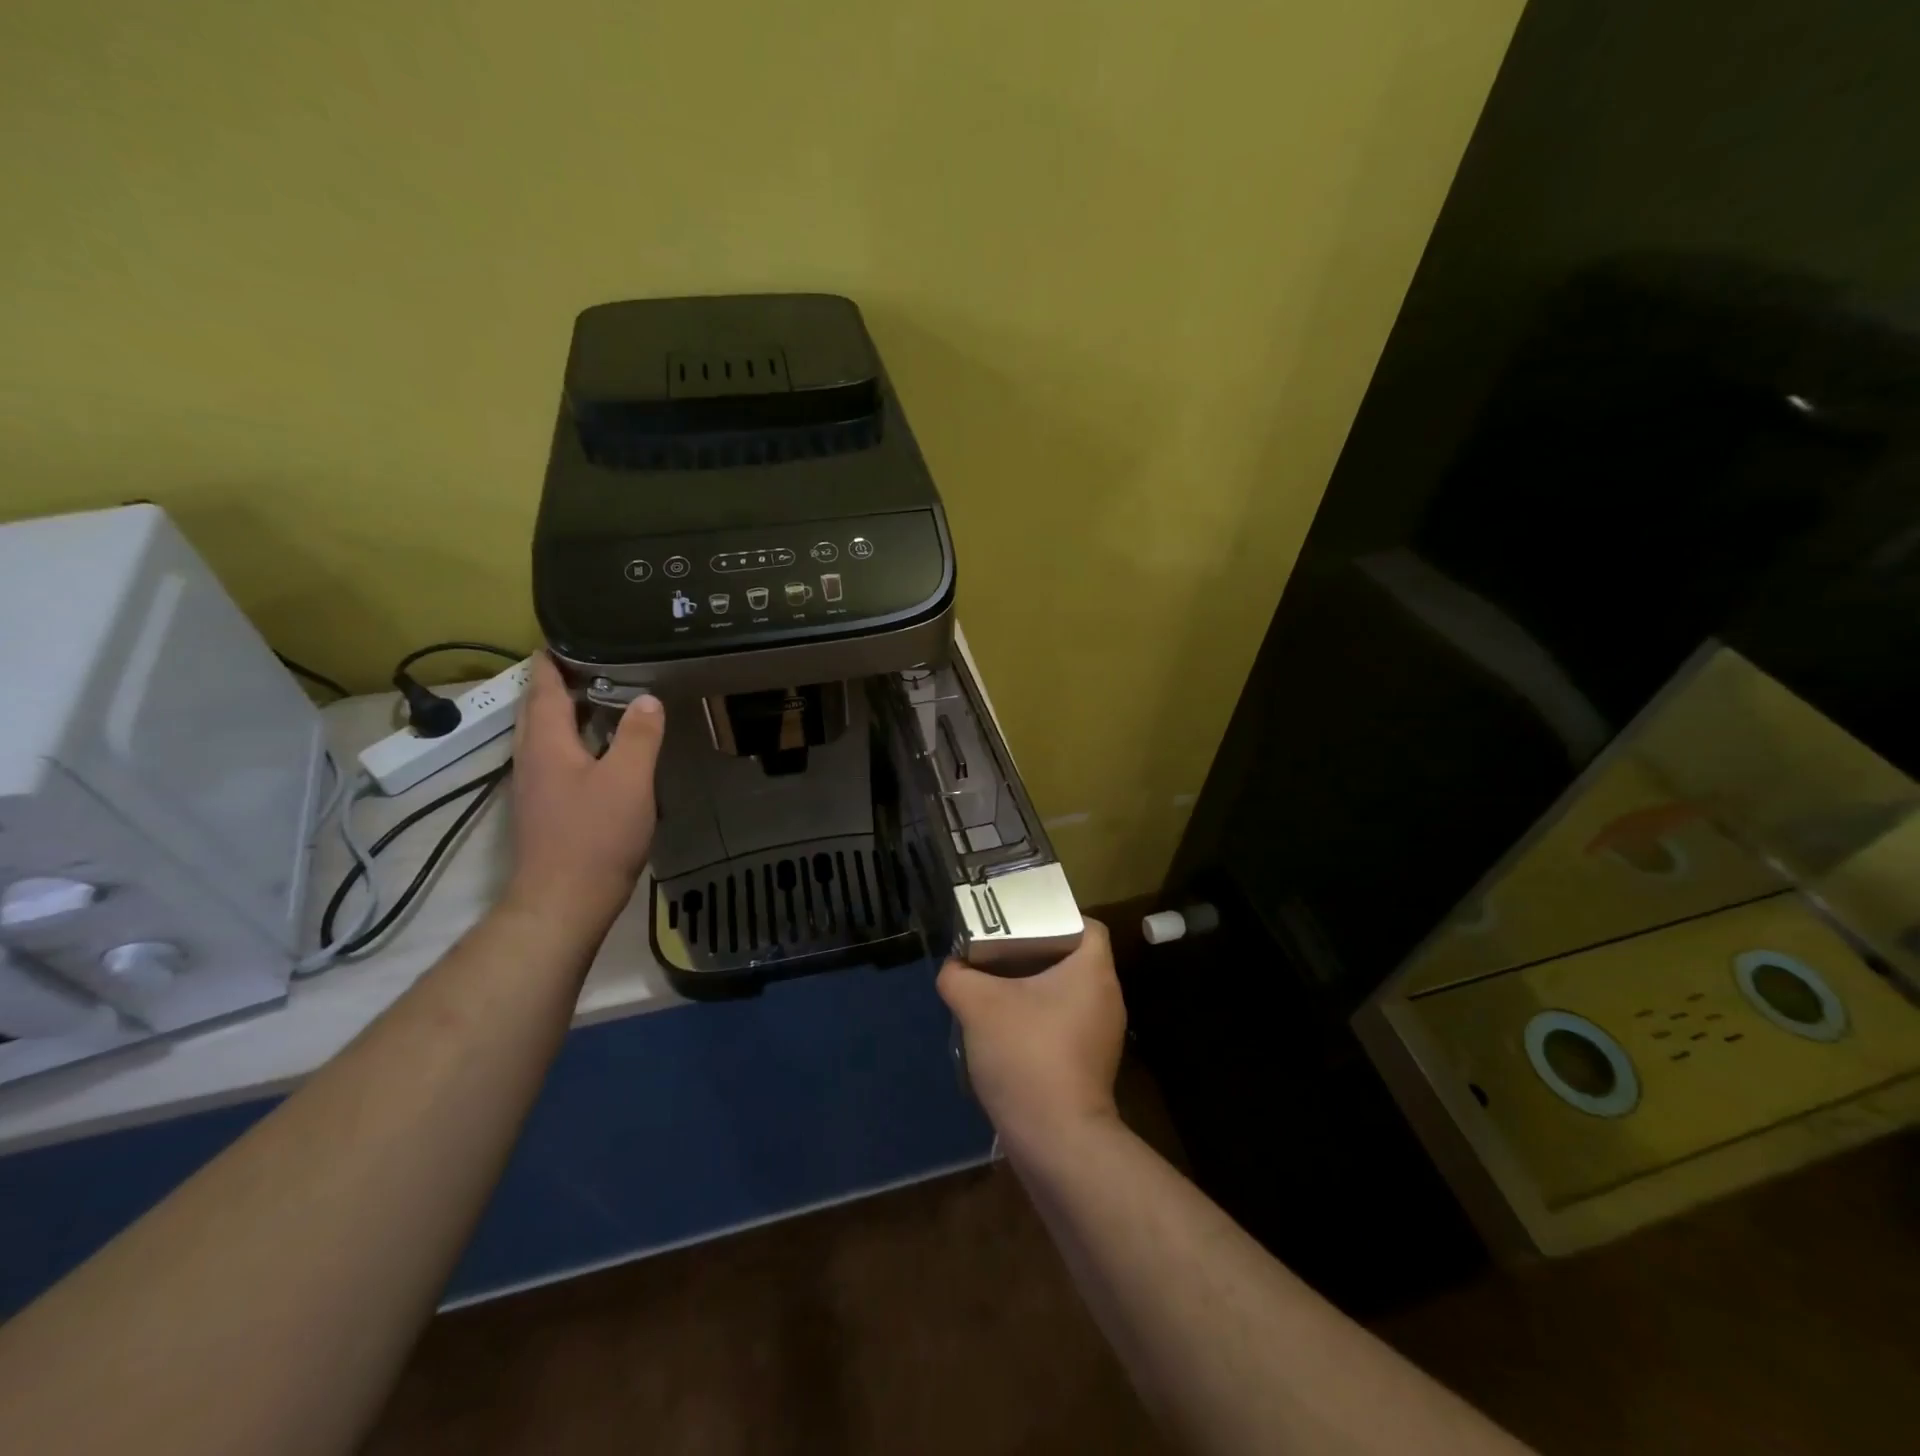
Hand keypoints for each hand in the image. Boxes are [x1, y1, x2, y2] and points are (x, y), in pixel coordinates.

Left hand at [505, 655, 665, 926]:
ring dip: (565, 712)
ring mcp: (534, 785)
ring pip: (544, 735)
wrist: (563, 901)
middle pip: (538, 709)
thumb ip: (638, 736)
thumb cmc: (596, 836)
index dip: (552, 660)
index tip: (565, 636)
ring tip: (599, 697)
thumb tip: (647, 699)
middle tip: (592, 662)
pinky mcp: (544, 808)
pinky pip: (554, 758)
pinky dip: (572, 740)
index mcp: (546, 743)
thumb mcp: (628, 780)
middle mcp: (532, 758)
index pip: (544, 688)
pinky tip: (598, 748)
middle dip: (557, 682)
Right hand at [937, 919, 1125, 1148]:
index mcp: (1093, 970)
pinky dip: (1040, 1021)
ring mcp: (1103, 1035)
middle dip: (1035, 953)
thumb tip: (952, 968)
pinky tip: (1008, 1032)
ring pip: (1068, 994)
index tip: (1020, 924)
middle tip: (998, 952)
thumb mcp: (978, 1005)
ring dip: (1035, 990)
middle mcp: (1107, 997)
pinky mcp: (1092, 1065)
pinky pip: (1066, 1025)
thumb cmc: (1026, 1054)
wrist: (1056, 1140)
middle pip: (1073, 959)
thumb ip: (958, 976)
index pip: (1086, 926)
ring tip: (996, 989)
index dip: (1055, 918)